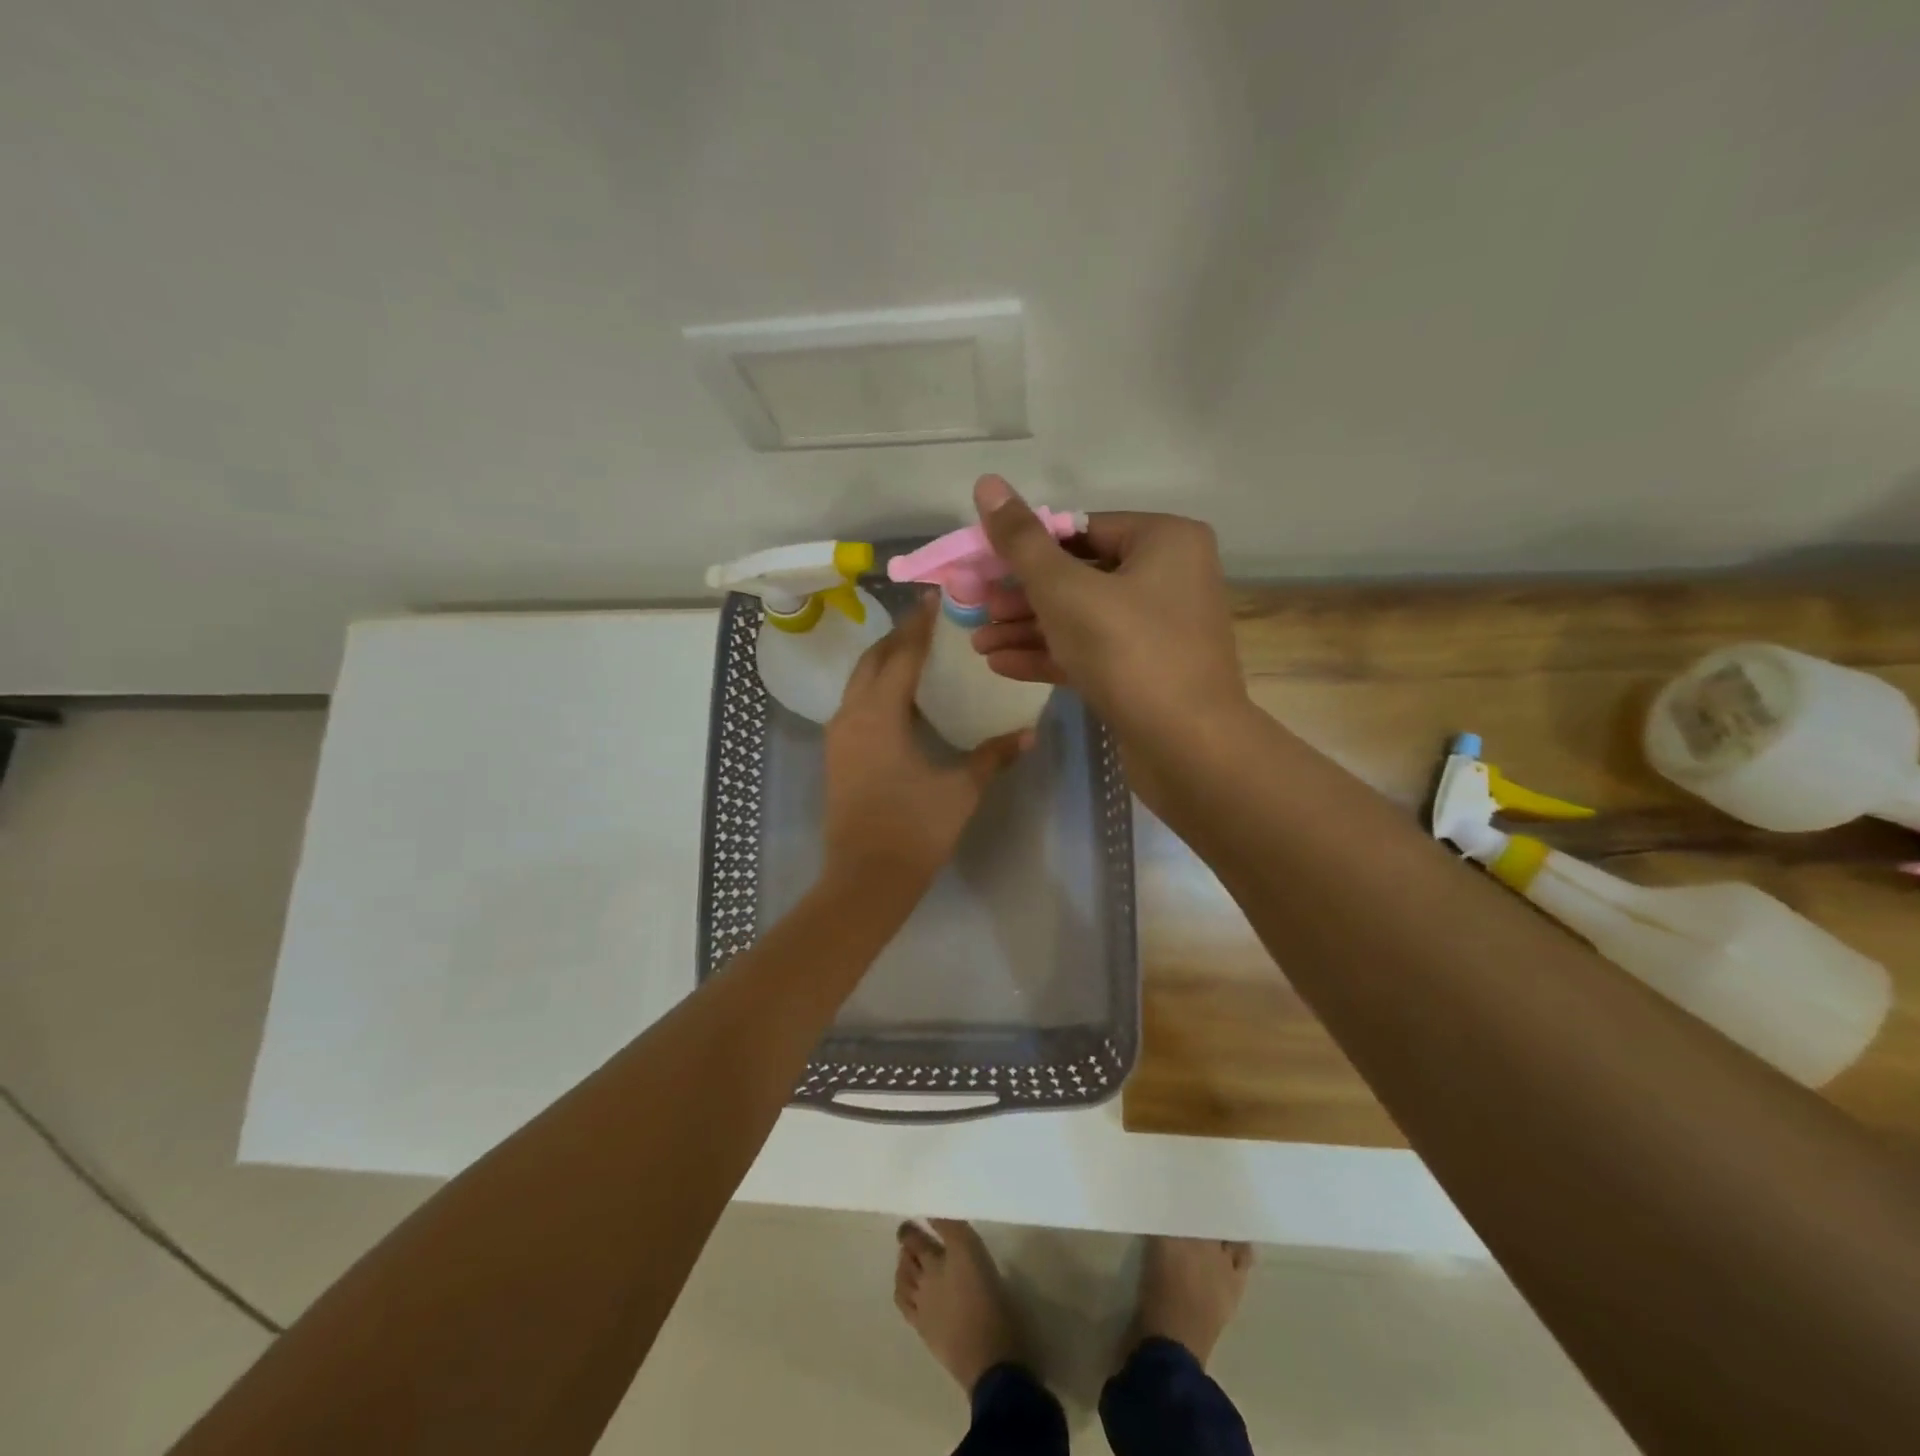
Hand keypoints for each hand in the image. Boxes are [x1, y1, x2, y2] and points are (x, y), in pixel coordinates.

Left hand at [822, 596, 1030, 905]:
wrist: (864, 879)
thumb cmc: (914, 831)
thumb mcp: (960, 790)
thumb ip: (993, 756)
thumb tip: (1028, 732)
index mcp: (880, 715)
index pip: (902, 656)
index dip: (920, 626)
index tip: (935, 599)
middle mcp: (851, 716)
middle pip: (872, 661)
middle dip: (898, 638)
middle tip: (929, 623)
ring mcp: (839, 736)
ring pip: (858, 682)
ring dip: (884, 662)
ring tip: (917, 654)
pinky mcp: (837, 755)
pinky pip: (855, 705)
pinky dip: (876, 689)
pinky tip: (902, 700)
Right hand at [966, 475, 1249, 780]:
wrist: (1187, 747)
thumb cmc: (1128, 651)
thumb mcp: (1065, 590)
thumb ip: (1022, 541)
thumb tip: (987, 483)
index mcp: (1165, 541)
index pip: (1081, 529)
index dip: (1026, 547)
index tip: (983, 566)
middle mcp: (1169, 577)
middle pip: (1078, 575)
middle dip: (1021, 596)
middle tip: (975, 607)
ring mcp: (1160, 628)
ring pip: (1081, 618)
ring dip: (1028, 629)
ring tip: (977, 642)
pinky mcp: (1147, 671)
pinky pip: (1093, 651)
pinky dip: (1051, 655)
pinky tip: (1001, 665)